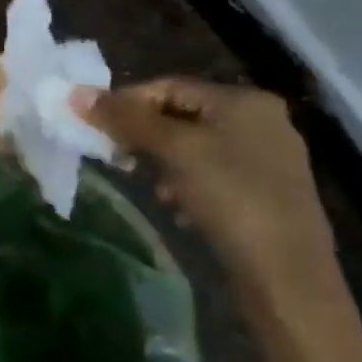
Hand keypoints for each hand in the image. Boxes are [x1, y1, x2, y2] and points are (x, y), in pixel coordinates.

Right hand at [71, 78, 346, 337]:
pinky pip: (212, 174)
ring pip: (195, 147)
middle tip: (119, 159)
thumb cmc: (230, 197)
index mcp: (243, 100)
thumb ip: (125, 119)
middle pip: (182, 115)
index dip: (127, 103)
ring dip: (164, 163)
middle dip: (145, 136)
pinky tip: (177, 208)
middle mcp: (261, 120)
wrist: (286, 274)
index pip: (169, 86)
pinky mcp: (267, 193)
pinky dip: (187, 184)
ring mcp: (268, 158)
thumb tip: (75, 93)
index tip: (97, 129)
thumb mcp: (173, 150)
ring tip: (151, 188)